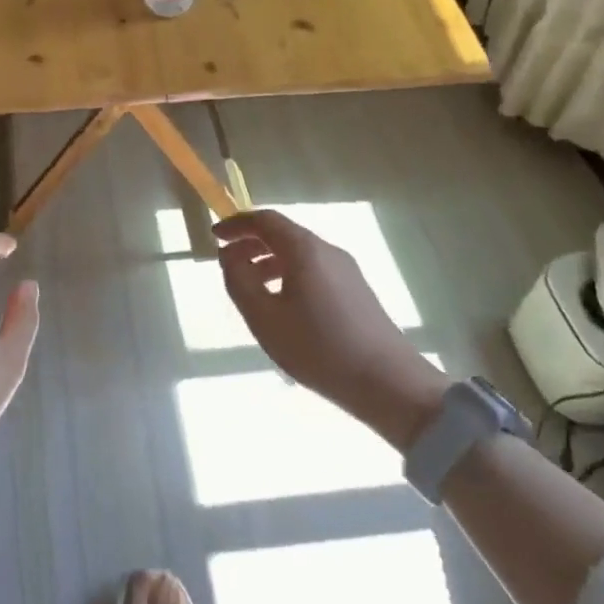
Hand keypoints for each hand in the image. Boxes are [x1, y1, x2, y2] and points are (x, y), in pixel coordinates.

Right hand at [215, 210, 447, 448]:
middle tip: (227, 263)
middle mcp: (328, 251)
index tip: (215, 236)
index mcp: (305, 250)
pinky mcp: (356, 291)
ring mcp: (346, 271)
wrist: (388, 383)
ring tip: (250, 287)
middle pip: (284, 234)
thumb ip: (239, 281)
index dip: (237, 224)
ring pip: (299, 254)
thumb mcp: (264, 318)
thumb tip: (229, 256)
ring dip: (269, 261)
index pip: (265, 220)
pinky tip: (281, 306)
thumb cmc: (318, 348)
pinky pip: (314, 270)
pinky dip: (288, 274)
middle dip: (251, 243)